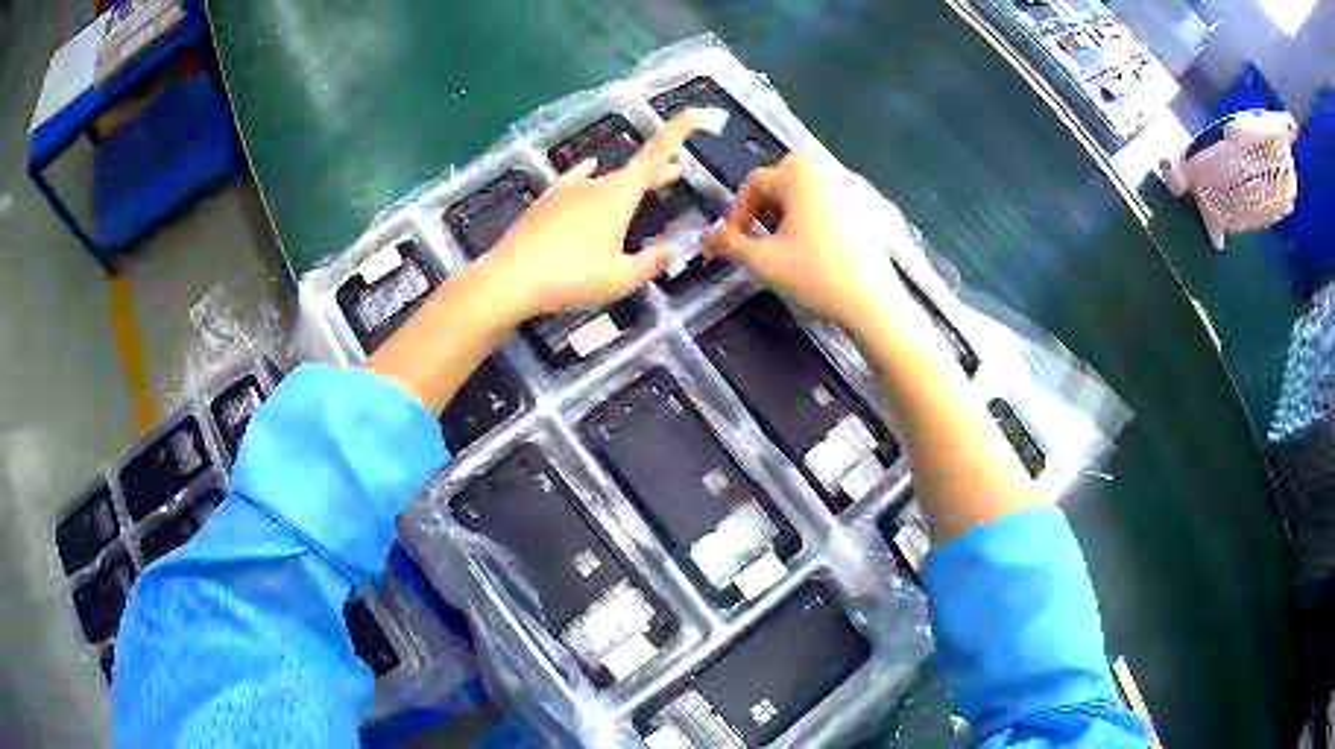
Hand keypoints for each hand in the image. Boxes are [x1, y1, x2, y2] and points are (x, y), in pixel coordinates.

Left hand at [487, 111, 706, 318]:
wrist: (510, 278)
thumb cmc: (571, 277)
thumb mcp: (620, 279)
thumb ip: (649, 263)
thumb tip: (666, 251)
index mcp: (619, 195)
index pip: (656, 155)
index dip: (678, 132)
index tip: (695, 112)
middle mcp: (595, 184)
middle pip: (633, 172)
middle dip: (658, 173)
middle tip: (679, 172)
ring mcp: (567, 190)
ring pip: (605, 181)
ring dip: (624, 186)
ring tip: (636, 192)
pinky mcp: (545, 201)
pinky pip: (574, 181)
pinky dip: (587, 174)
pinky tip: (588, 168)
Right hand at [703, 153, 910, 333]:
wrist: (872, 301)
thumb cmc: (815, 276)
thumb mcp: (763, 261)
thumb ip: (730, 243)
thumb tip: (706, 235)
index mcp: (799, 177)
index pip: (756, 182)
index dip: (738, 209)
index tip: (734, 238)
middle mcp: (827, 171)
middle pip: (786, 172)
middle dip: (768, 198)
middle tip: (762, 229)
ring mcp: (855, 186)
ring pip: (813, 182)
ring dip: (794, 201)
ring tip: (789, 236)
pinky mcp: (873, 205)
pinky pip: (837, 195)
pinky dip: (821, 208)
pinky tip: (822, 240)